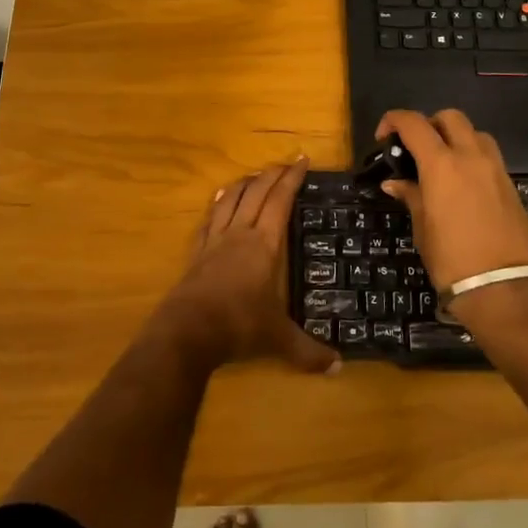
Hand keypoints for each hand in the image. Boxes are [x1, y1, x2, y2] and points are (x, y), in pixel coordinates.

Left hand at [159, 159, 340, 374]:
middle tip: (286, 164)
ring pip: (230, 199)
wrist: (187, 330)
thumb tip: (339, 367)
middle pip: (256, 192)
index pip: (281, 201)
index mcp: (264, 244)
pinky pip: (209, 218)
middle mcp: (239, 233)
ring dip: (245, 183)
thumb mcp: (278, 340)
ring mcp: (215, 240)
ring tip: (255, 176)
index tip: (303, 161)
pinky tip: (219, 198)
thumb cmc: (238, 325)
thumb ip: (308, 352)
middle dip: (272, 174)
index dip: (292, 179)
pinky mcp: (197, 252)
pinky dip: (218, 203)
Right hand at [374, 109, 527, 295]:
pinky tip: (461, 185)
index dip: (393, 121)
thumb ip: (411, 197)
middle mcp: (471, 157)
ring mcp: (495, 169)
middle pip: (450, 117)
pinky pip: (488, 156)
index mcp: (442, 164)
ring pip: (474, 133)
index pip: (413, 123)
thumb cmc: (453, 261)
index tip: (383, 138)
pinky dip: (471, 158)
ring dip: (455, 138)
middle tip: (415, 149)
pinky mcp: (511, 186)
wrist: (507, 290)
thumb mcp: (424, 229)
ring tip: (441, 165)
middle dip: (429, 124)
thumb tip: (395, 183)